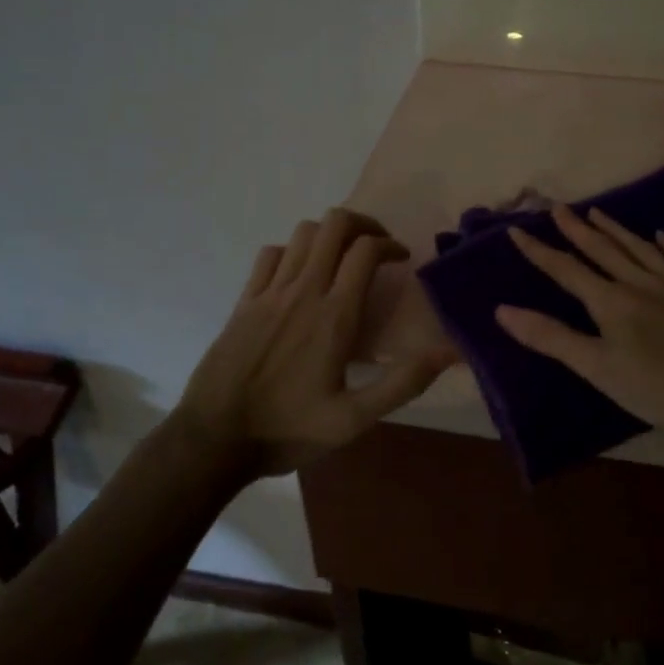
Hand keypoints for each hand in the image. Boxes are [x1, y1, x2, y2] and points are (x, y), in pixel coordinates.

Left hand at [174, 208, 454, 476]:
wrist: (213, 440)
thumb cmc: (288, 430)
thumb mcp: (354, 420)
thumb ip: (403, 383)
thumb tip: (450, 352)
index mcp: (334, 315)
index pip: (366, 250)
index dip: (390, 244)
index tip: (402, 260)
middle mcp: (303, 291)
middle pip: (334, 225)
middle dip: (363, 224)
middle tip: (377, 247)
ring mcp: (269, 292)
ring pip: (303, 233)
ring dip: (329, 234)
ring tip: (343, 256)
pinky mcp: (244, 301)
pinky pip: (271, 254)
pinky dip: (293, 251)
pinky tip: (301, 275)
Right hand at [495, 204, 663, 434]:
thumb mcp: (600, 369)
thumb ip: (552, 338)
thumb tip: (503, 310)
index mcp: (612, 302)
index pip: (566, 270)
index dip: (539, 251)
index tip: (516, 230)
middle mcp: (642, 282)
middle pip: (603, 250)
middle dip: (576, 230)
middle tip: (558, 207)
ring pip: (641, 248)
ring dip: (616, 229)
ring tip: (597, 212)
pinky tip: (663, 235)